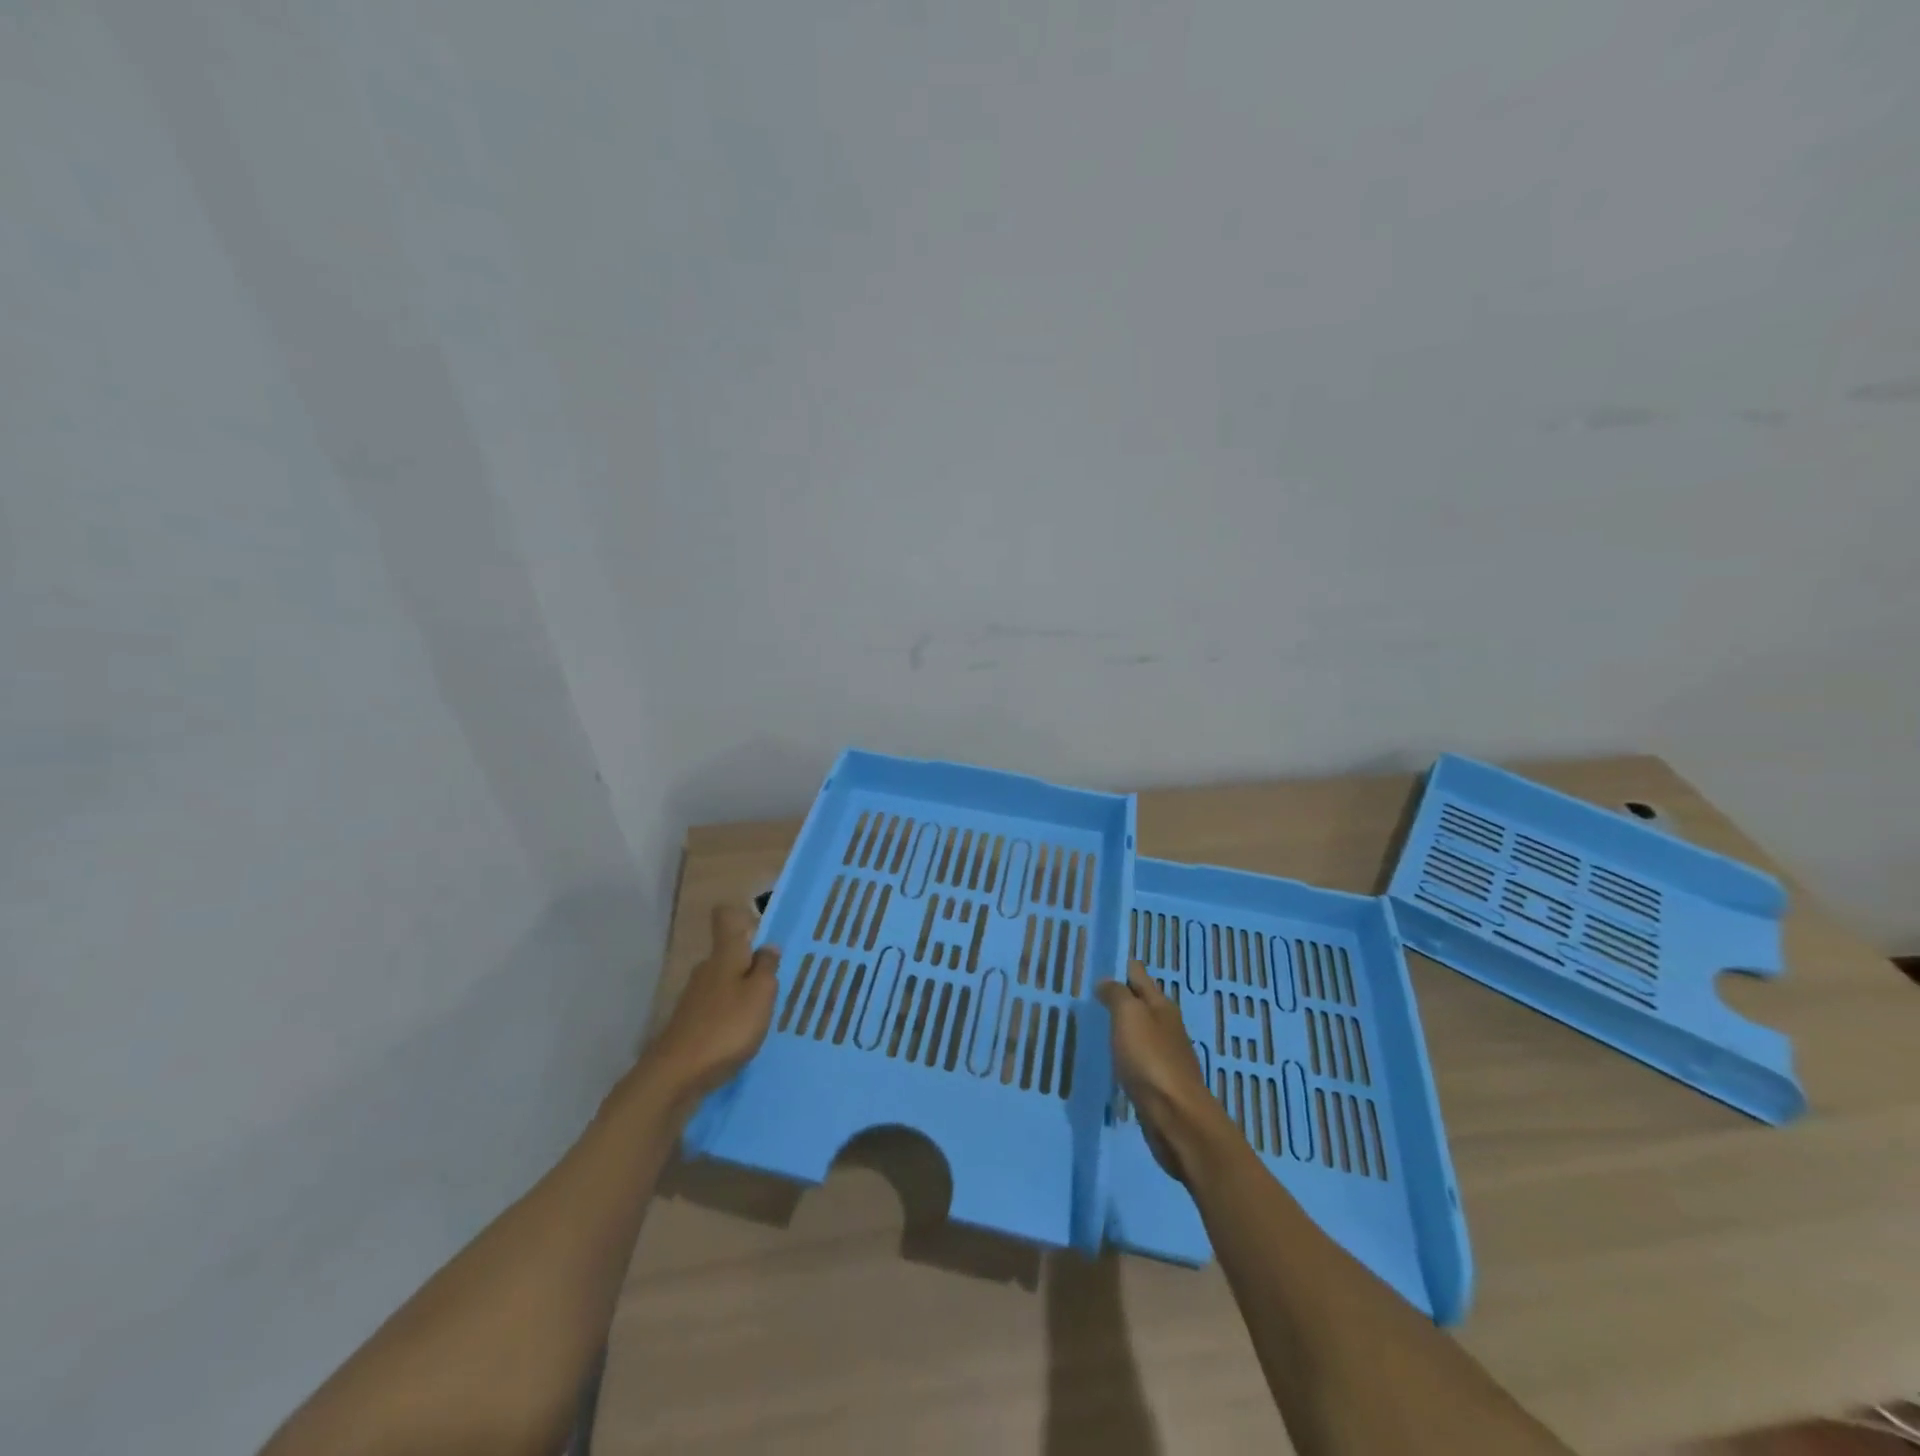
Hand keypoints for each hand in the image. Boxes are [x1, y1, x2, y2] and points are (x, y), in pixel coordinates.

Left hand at [641, 904, 778, 1109]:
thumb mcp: (760, 994)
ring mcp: (694, 997)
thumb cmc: (726, 1027)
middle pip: (728, 954)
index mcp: (725, 955)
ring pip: (724, 983)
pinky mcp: (689, 1024)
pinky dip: (730, 1016)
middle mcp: (706, 969)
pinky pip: (716, 1008)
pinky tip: (742, 1036)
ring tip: (764, 1014)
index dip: (741, 916)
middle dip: (750, 964)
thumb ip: (767, 967)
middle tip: (776, 983)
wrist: (676, 1076)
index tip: (761, 929)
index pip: (725, 918)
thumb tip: (768, 947)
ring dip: (742, 993)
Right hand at [1097, 960, 1232, 1183]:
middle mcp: (1165, 1026)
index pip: (1137, 974)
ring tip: (1090, 1025)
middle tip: (1084, 995)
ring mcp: (1163, 1056)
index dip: (1117, 966)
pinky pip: (1135, 1058)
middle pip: (1138, 1002)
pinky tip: (1106, 1059)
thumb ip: (1116, 995)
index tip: (1092, 965)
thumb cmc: (1151, 1060)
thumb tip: (1106, 982)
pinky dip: (1121, 1054)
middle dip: (1116, 997)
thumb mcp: (1129, 1016)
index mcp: (1161, 1005)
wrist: (1177, 1119)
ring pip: (1136, 1031)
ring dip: (1118, 1027)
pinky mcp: (1158, 1083)